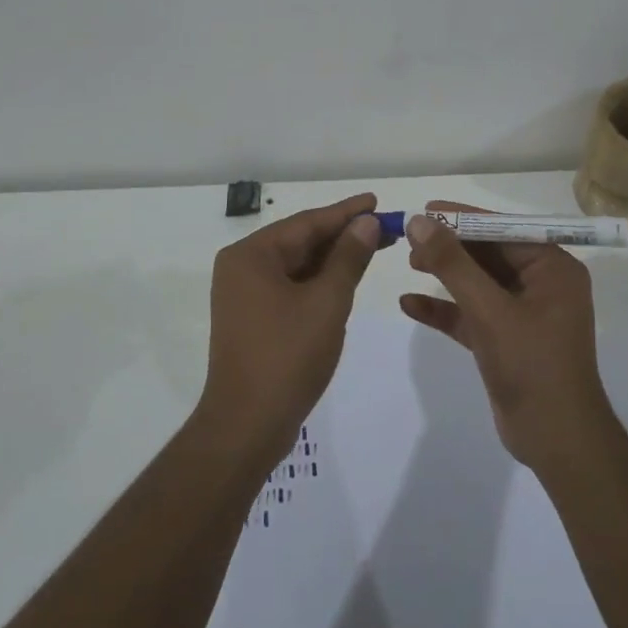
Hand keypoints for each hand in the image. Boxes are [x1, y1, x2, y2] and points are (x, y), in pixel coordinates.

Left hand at [198, 193, 387, 460]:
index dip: (346, 212)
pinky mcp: (252, 318)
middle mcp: (242, 267)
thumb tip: (367, 222)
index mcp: (251, 255)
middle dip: (343, 235)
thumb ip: (349, 258)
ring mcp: (244, 294)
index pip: (307, 222)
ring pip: (297, 265)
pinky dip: (319, 281)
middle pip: (301, 241)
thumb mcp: (327, 302)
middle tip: (386, 226)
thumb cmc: (287, 357)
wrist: (247, 426)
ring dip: (334, 258)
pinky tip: (346, 277)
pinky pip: (290, 286)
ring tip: (374, 246)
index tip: (377, 201)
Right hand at [400, 203, 616, 473]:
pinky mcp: (506, 340)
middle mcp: (541, 284)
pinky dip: (445, 309)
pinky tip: (409, 304)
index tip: (425, 210)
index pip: (503, 229)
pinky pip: (472, 314)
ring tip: (408, 263)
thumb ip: (453, 264)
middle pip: (488, 253)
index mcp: (552, 268)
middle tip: (409, 239)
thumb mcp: (489, 310)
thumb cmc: (532, 366)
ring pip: (478, 283)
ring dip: (445, 274)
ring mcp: (524, 313)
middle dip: (450, 247)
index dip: (462, 218)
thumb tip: (420, 221)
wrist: (558, 442)